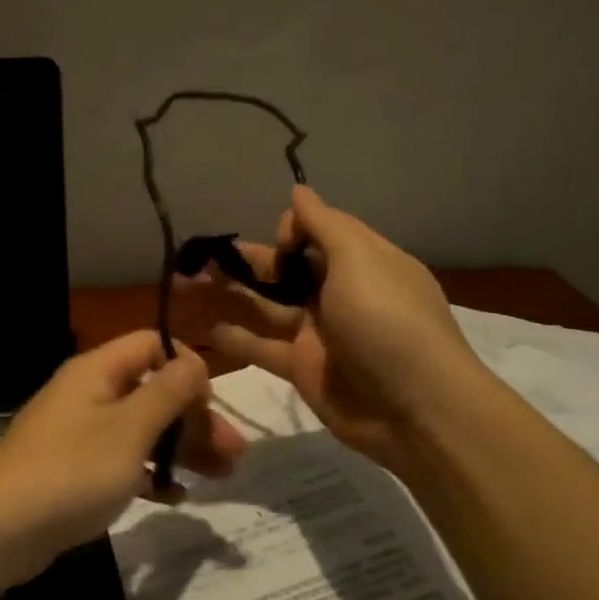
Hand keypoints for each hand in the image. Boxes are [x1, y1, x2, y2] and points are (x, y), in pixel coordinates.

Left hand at [0, 332, 245, 582]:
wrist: (0, 530)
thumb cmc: (71, 470)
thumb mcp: (129, 429)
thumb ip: (167, 393)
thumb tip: (194, 361)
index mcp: (96, 371)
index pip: (151, 345)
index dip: (186, 367)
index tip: (212, 404)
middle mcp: (87, 395)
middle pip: (151, 391)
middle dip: (194, 418)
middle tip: (234, 455)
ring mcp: (79, 434)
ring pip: (141, 430)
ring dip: (181, 448)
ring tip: (221, 477)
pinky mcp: (75, 471)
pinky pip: (122, 462)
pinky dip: (149, 475)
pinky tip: (176, 498)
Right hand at [188, 185, 493, 467]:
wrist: (414, 408)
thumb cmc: (387, 321)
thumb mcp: (361, 260)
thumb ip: (324, 225)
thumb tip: (298, 190)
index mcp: (362, 261)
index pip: (319, 231)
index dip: (292, 229)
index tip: (280, 244)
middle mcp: (338, 292)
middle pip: (285, 269)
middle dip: (246, 260)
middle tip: (199, 255)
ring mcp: (317, 332)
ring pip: (265, 305)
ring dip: (228, 293)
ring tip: (185, 282)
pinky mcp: (301, 366)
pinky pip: (260, 345)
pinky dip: (232, 337)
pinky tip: (198, 328)